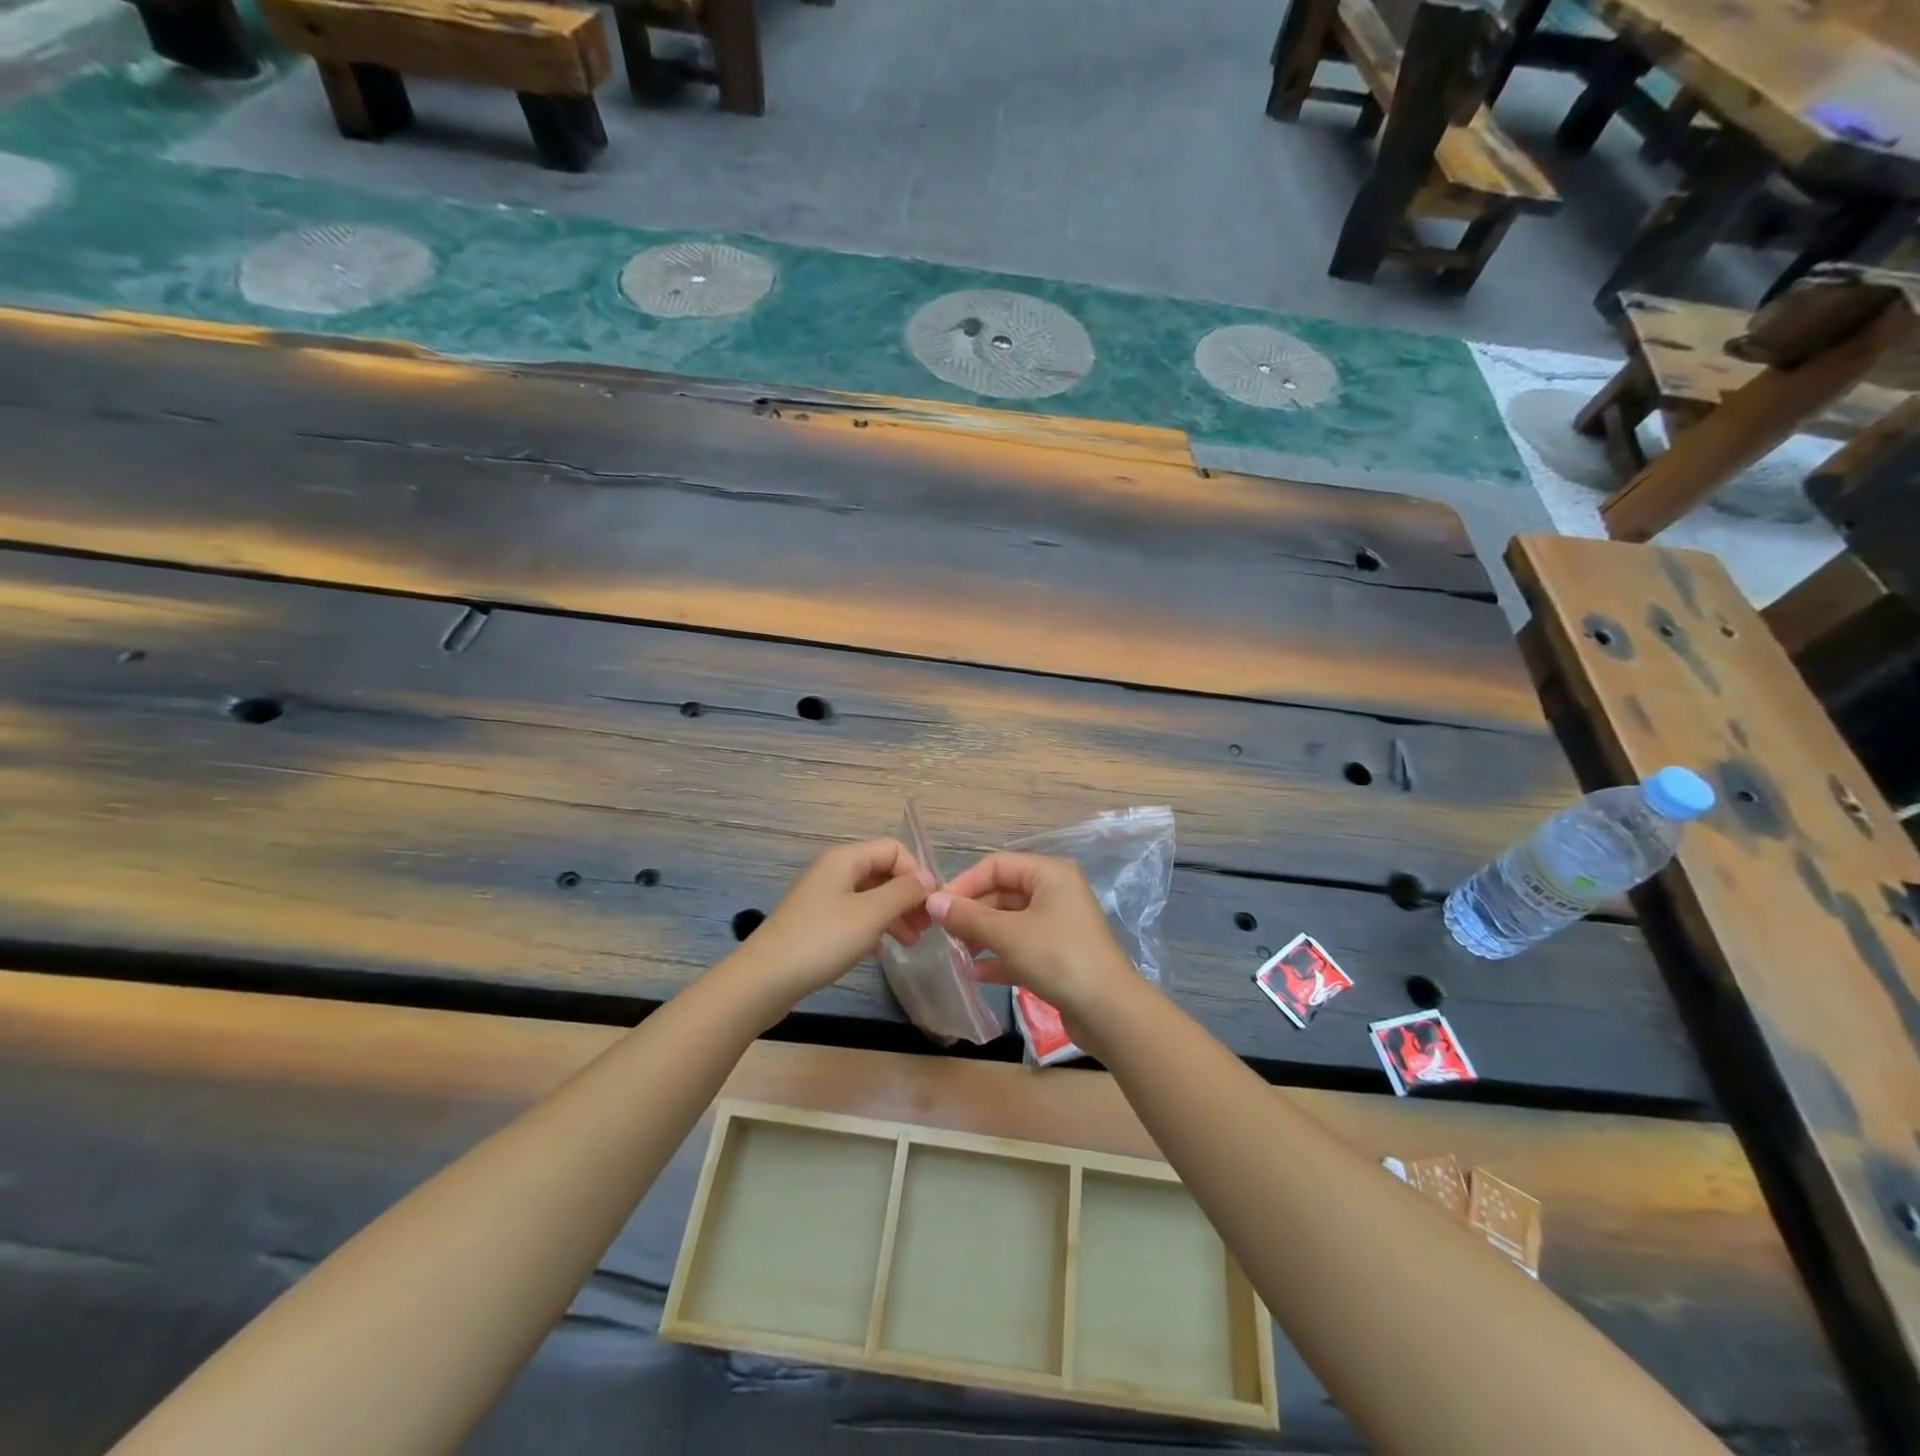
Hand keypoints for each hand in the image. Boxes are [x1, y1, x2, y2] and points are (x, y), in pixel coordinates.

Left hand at [725, 839, 932, 1012]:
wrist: (764, 980)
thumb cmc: (821, 941)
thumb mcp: (870, 914)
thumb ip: (904, 892)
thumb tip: (929, 879)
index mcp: (846, 860)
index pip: (894, 849)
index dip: (916, 873)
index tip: (930, 906)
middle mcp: (835, 872)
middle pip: (883, 872)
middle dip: (908, 896)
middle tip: (927, 928)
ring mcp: (824, 898)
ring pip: (871, 896)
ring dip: (896, 914)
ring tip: (914, 943)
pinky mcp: (818, 924)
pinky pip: (856, 916)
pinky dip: (876, 928)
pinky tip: (885, 950)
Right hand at [928, 853, 1138, 1021]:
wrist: (1109, 1011)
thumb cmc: (1058, 958)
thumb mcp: (1008, 935)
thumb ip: (968, 917)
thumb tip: (932, 902)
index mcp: (1049, 874)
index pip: (996, 865)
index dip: (964, 883)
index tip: (936, 907)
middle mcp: (1055, 892)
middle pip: (1003, 892)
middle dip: (972, 912)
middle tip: (942, 934)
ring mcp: (1058, 924)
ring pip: (1010, 921)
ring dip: (982, 935)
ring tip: (956, 954)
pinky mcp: (1059, 954)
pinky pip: (1021, 946)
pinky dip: (999, 956)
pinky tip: (977, 973)